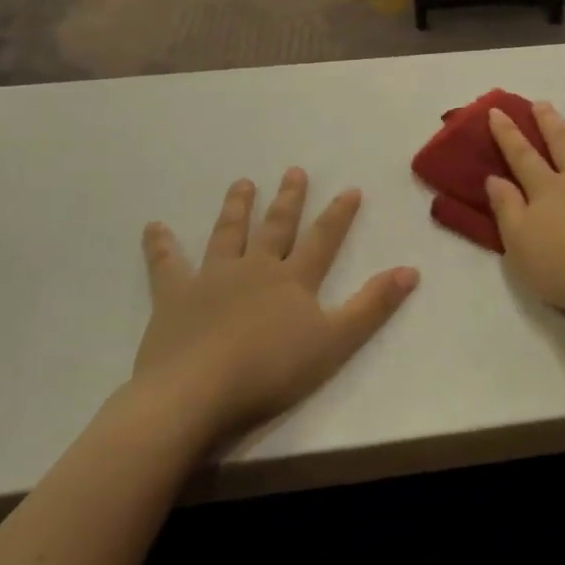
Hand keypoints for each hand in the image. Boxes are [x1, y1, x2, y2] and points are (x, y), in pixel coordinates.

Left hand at [133, 170, 418, 448]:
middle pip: (275, 227)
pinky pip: (166, 265)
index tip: (350, 189)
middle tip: (293, 171)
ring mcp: (212, 279)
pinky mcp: (174, 297)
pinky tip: (154, 228)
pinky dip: (160, 246)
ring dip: (237, 208)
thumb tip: (411, 270)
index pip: (323, 238)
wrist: (196, 393)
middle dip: (288, 199)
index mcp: (293, 279)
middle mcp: (255, 268)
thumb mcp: (335, 342)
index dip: (339, 214)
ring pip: (228, 234)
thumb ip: (373, 306)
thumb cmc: (271, 371)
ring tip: (242, 183)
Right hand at [486, 103, 564, 324]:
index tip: (498, 112)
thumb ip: (506, 209)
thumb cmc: (564, 270)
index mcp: (547, 189)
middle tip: (542, 105)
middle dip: (549, 120)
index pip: (522, 154)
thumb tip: (494, 178)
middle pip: (563, 139)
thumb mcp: (519, 247)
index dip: (508, 133)